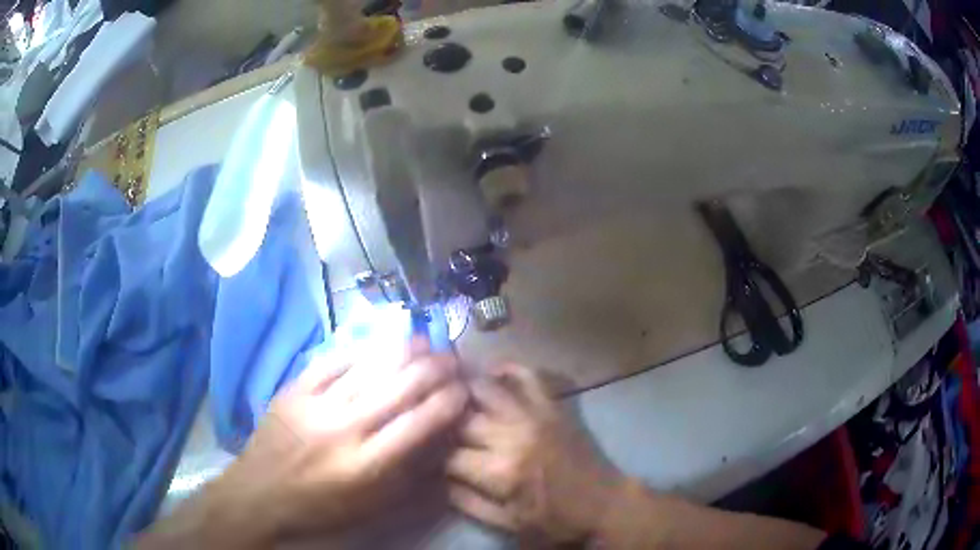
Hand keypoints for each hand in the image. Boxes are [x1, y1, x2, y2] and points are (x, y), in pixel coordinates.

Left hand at [193, 339, 467, 543]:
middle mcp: (344, 429)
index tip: (465, 390)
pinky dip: (361, 350)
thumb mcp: (372, 507)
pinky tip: (379, 344)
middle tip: (453, 360)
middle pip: (399, 387)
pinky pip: (332, 360)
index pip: (420, 423)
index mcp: (366, 465)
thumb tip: (440, 440)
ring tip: (426, 342)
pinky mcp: (294, 390)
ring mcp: (315, 404)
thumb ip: (409, 475)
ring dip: (404, 351)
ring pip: (369, 367)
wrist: (260, 494)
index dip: (450, 401)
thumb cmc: (322, 507)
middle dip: (435, 369)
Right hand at [446, 363, 625, 545]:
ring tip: (444, 388)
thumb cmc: (555, 521)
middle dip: (440, 419)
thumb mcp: (506, 524)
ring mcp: (535, 415)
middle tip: (428, 421)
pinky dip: (508, 369)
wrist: (604, 504)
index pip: (447, 454)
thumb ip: (466, 502)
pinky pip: (529, 376)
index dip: (430, 455)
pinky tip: (491, 372)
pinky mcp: (553, 406)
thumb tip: (436, 480)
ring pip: (486, 387)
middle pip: (460, 416)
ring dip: (461, 386)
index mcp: (500, 471)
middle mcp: (512, 435)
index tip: (423, 454)